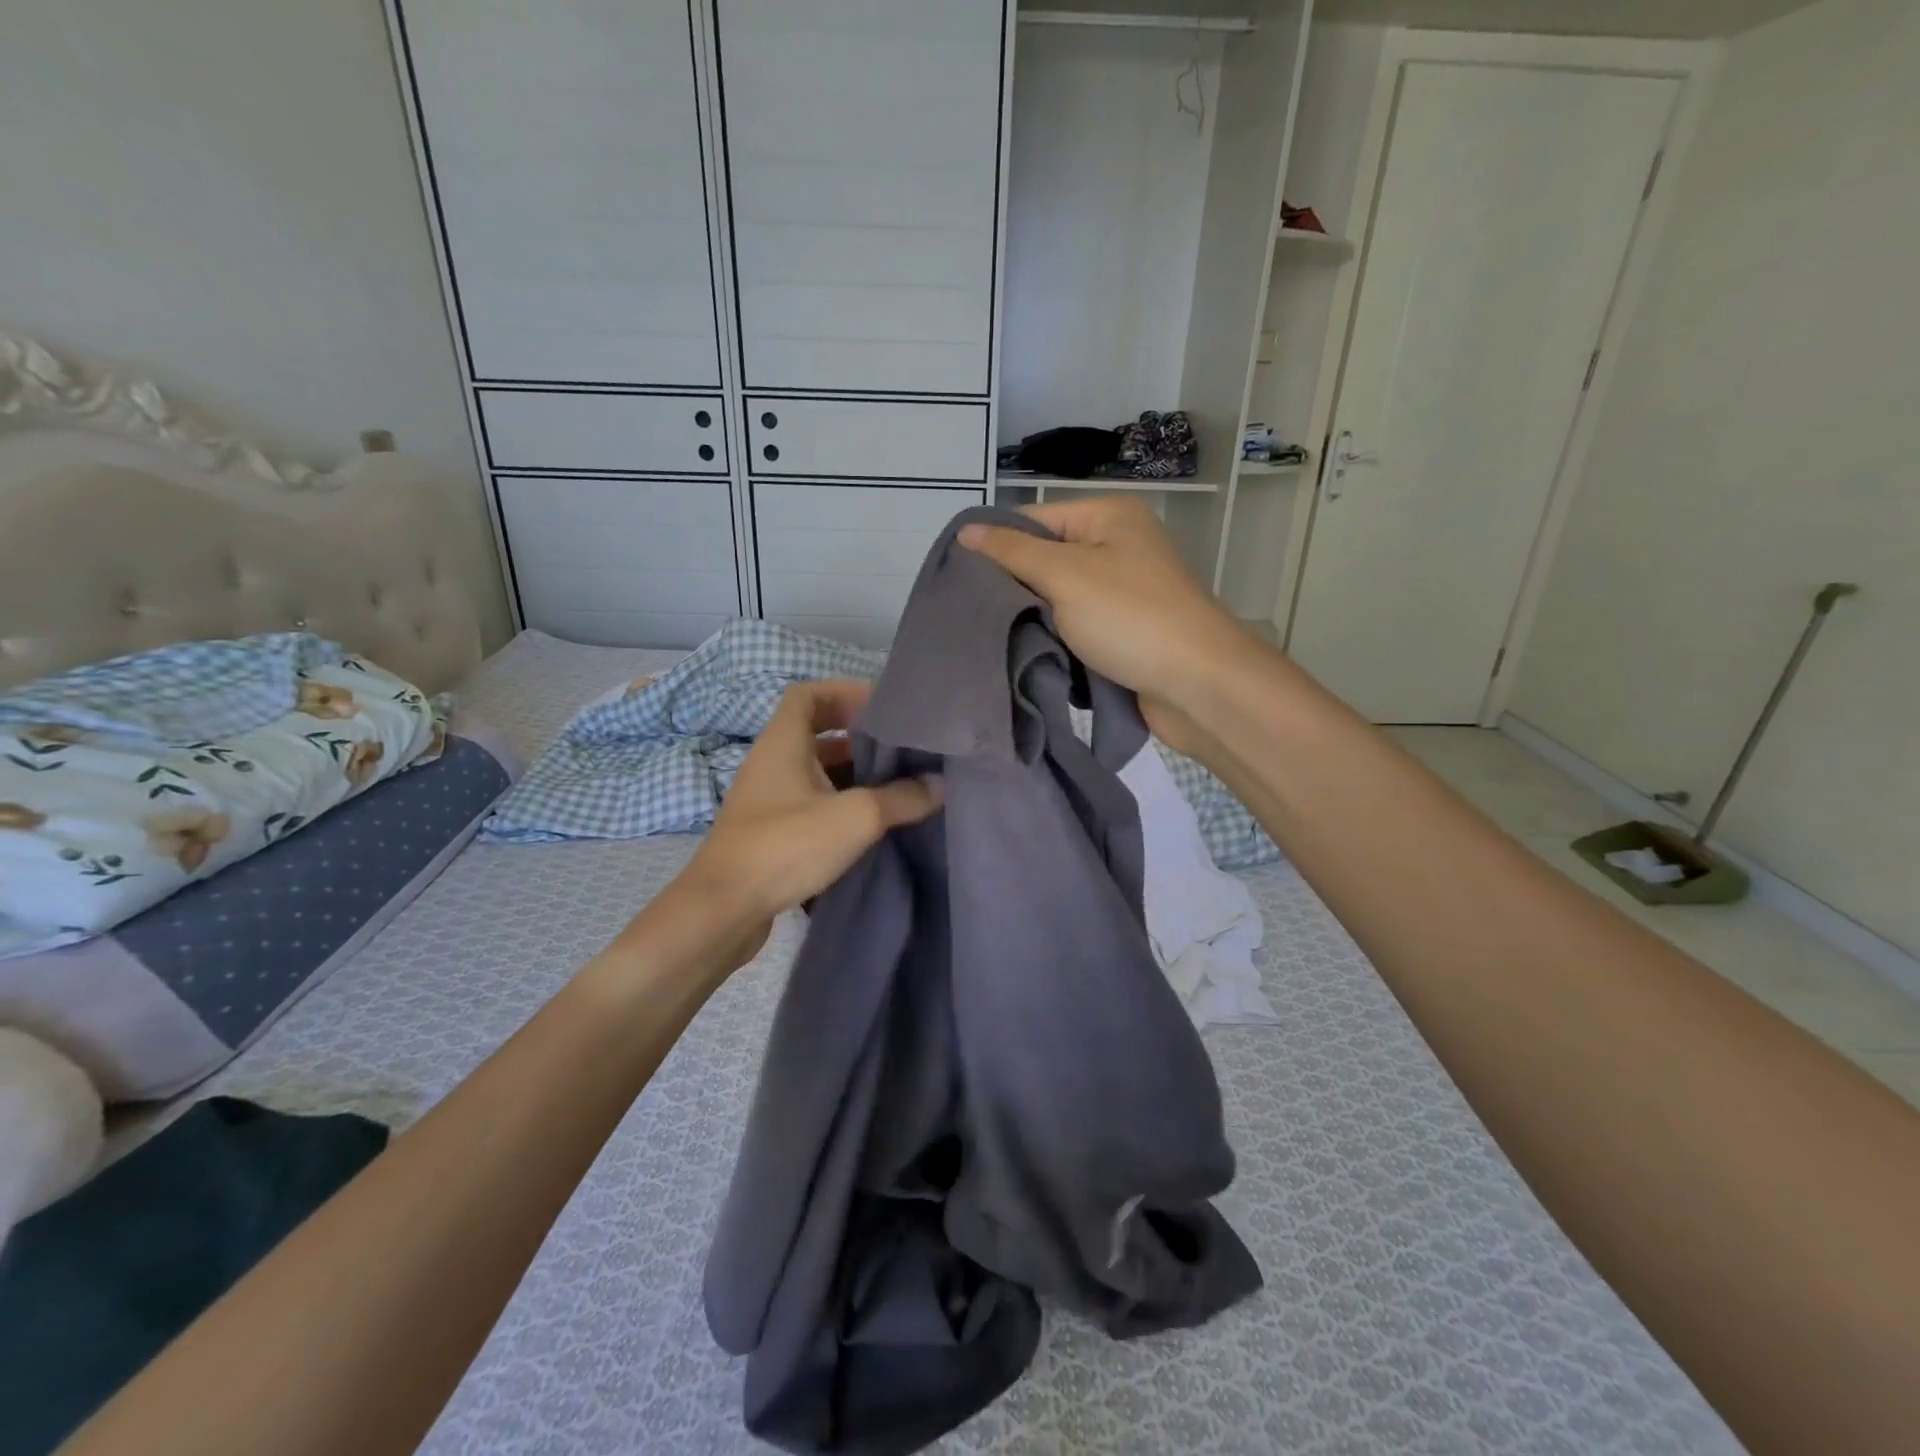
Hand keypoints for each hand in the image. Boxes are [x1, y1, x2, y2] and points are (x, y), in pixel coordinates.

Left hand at [662, 680, 941, 968]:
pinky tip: (869, 826)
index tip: (881, 708)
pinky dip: (839, 806)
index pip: (807, 694)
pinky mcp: (769, 833)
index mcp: (783, 743)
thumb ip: (901, 798)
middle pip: (816, 734)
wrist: (723, 910)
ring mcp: (767, 800)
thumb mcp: (855, 817)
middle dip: (859, 739)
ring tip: (896, 787)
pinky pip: (810, 805)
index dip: (843, 692)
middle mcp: (771, 763)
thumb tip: (940, 785)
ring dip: (852, 776)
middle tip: (901, 750)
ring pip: (815, 773)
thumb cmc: (786, 845)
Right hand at [957, 498, 1256, 752]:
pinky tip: (1030, 653)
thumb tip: (966, 530)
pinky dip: (1056, 639)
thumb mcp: (1065, 575)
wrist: (1198, 685)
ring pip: (1059, 598)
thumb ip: (1012, 552)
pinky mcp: (1126, 630)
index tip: (959, 578)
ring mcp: (1124, 591)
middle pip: (1046, 558)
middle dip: (1013, 586)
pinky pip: (1077, 626)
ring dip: (1033, 618)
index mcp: (1109, 517)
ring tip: (995, 636)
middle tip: (972, 612)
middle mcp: (1118, 546)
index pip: (1034, 519)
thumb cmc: (1131, 618)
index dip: (997, 545)